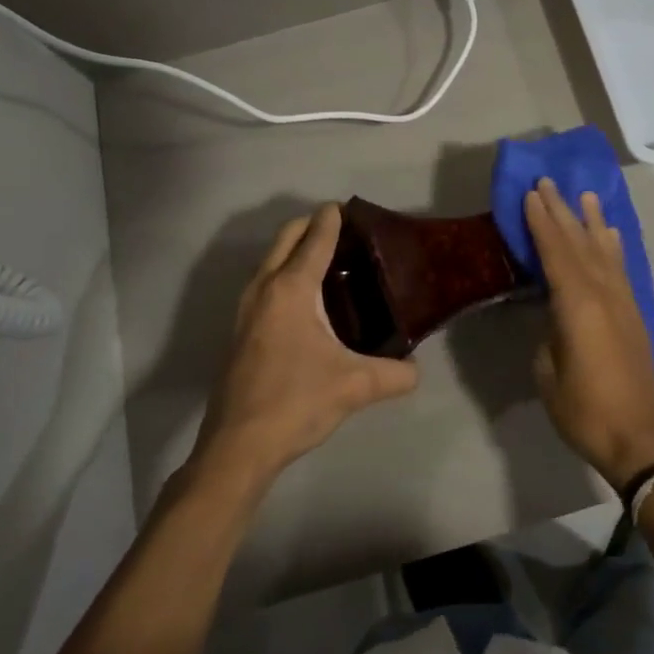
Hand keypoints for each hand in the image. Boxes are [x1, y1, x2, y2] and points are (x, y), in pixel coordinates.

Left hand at [191, 205, 419, 493]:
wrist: (238, 446)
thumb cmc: (296, 402)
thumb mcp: (355, 386)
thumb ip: (394, 374)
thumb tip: (416, 371)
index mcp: (292, 288)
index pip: (315, 237)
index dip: (333, 218)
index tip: (350, 207)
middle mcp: (265, 287)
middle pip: (287, 236)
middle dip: (312, 224)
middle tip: (346, 233)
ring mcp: (247, 307)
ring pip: (272, 258)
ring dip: (296, 248)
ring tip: (331, 262)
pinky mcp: (241, 328)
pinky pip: (266, 281)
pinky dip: (286, 271)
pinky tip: (309, 300)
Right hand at [523, 178, 653, 485]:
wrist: (640, 439)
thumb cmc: (585, 410)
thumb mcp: (548, 373)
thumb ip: (549, 336)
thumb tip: (554, 319)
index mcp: (577, 305)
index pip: (555, 252)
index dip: (541, 222)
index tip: (531, 194)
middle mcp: (603, 294)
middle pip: (579, 243)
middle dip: (563, 211)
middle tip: (549, 182)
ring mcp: (623, 303)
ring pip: (604, 251)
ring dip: (592, 222)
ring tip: (586, 195)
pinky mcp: (634, 315)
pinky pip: (620, 269)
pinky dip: (613, 247)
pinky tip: (610, 236)